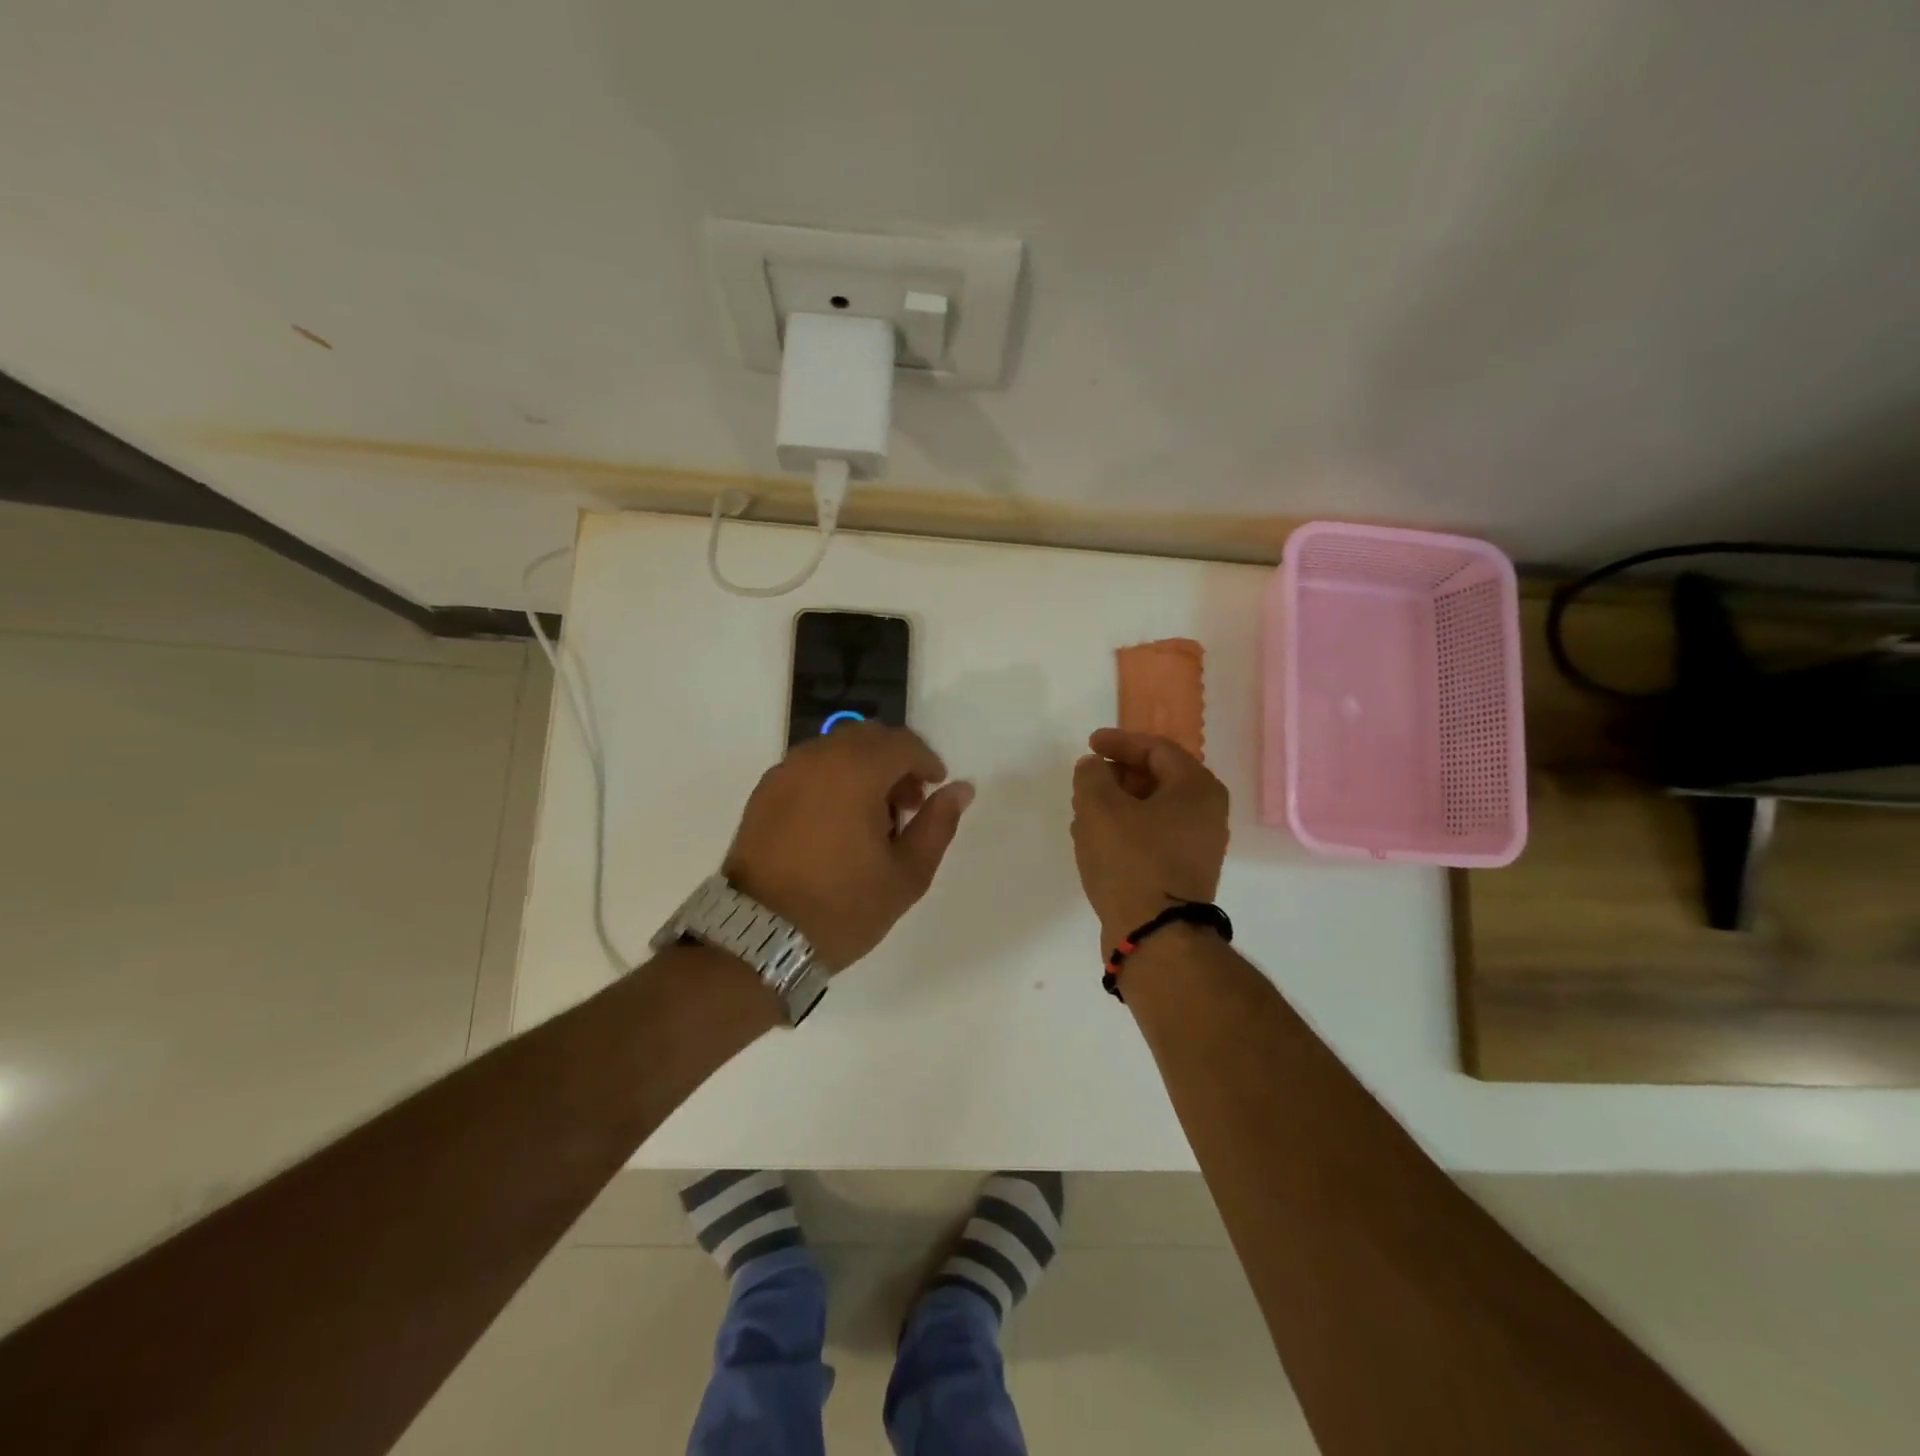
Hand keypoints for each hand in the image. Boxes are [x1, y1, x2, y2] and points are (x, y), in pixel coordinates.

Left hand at [724, 722, 973, 970]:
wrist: (758, 937)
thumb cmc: (843, 907)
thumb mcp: (906, 874)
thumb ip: (937, 824)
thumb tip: (960, 789)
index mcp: (856, 771)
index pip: (902, 743)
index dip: (927, 761)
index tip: (935, 790)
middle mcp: (817, 758)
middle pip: (868, 737)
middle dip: (895, 761)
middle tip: (906, 804)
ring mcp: (785, 772)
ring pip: (836, 749)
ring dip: (862, 768)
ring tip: (871, 818)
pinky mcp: (763, 792)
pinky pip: (809, 767)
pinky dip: (832, 778)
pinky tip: (836, 823)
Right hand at [1071, 728, 1229, 950]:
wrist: (1155, 936)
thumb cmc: (1131, 861)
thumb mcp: (1100, 807)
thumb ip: (1092, 776)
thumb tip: (1094, 767)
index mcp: (1197, 789)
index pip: (1157, 749)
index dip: (1119, 742)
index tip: (1089, 745)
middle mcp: (1206, 815)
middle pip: (1156, 779)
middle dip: (1115, 777)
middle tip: (1085, 781)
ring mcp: (1197, 848)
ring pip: (1150, 811)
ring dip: (1115, 806)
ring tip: (1081, 811)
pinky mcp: (1181, 874)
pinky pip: (1150, 838)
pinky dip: (1123, 831)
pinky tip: (1092, 841)